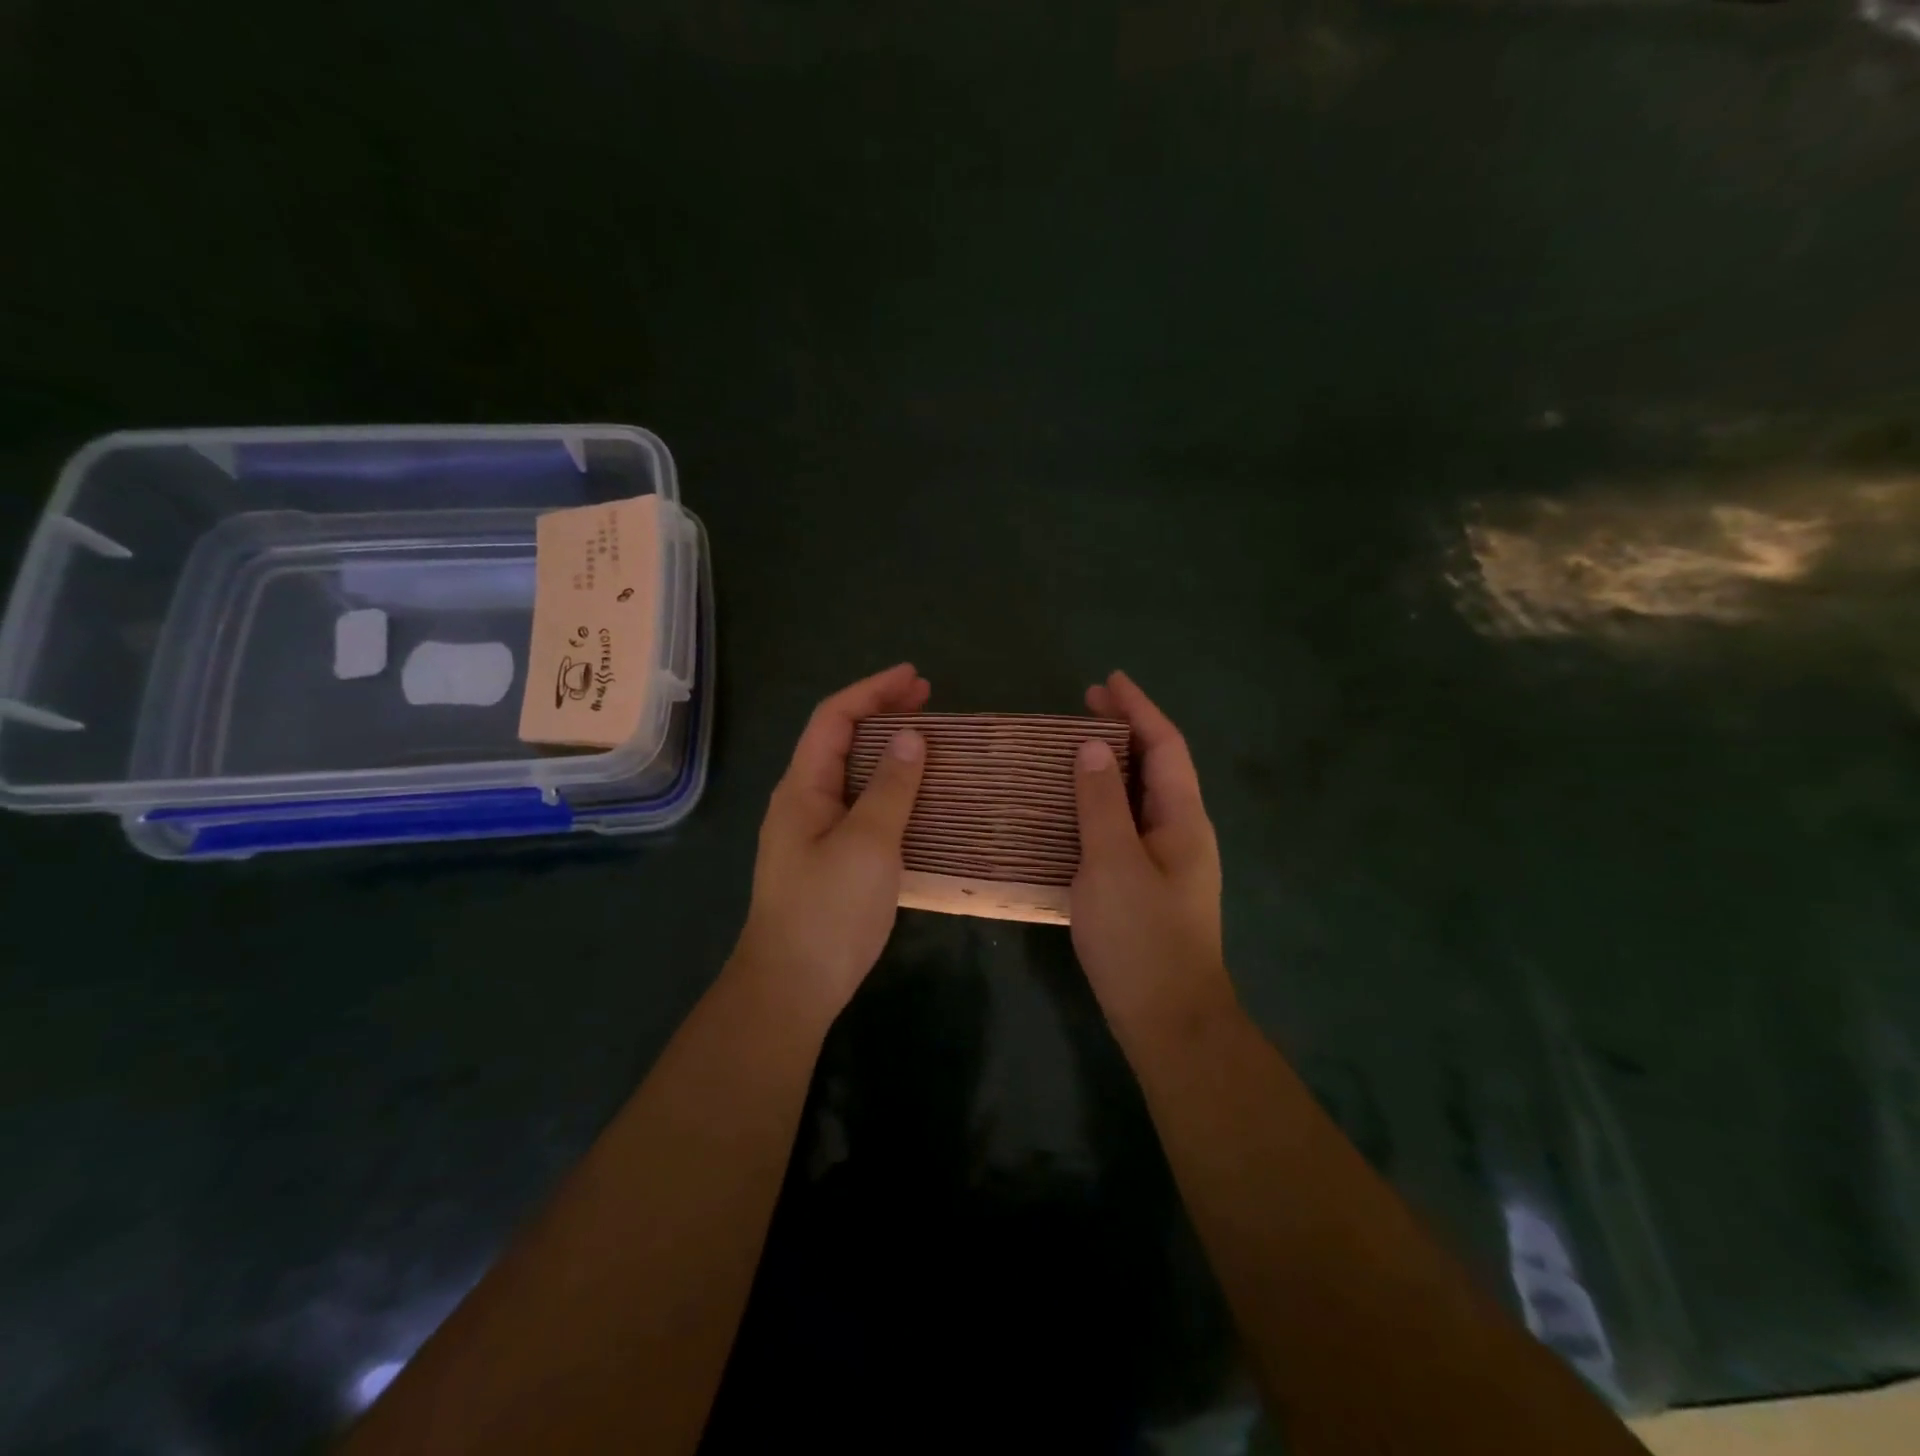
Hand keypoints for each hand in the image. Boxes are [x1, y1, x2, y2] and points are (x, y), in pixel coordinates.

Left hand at [732, 663, 929, 1025]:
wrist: (793, 986)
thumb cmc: (828, 910)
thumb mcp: (867, 843)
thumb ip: (891, 787)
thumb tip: (911, 736)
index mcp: (803, 787)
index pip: (834, 718)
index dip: (873, 691)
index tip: (915, 677)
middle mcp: (805, 800)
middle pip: (843, 740)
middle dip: (883, 713)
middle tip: (930, 700)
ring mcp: (816, 831)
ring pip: (853, 773)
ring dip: (889, 750)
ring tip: (930, 740)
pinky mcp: (830, 857)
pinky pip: (862, 805)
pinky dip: (891, 788)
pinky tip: (917, 797)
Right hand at [1071, 671, 1234, 1042]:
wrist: (1169, 1018)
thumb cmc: (1141, 937)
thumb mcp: (1113, 863)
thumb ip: (1102, 802)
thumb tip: (1091, 748)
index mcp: (1182, 818)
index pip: (1165, 745)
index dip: (1138, 708)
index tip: (1107, 681)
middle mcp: (1181, 831)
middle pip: (1156, 765)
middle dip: (1124, 731)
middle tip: (1081, 708)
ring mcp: (1167, 860)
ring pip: (1140, 796)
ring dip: (1111, 767)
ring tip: (1071, 749)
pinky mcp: (1148, 884)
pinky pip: (1125, 825)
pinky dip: (1102, 804)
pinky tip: (1072, 809)